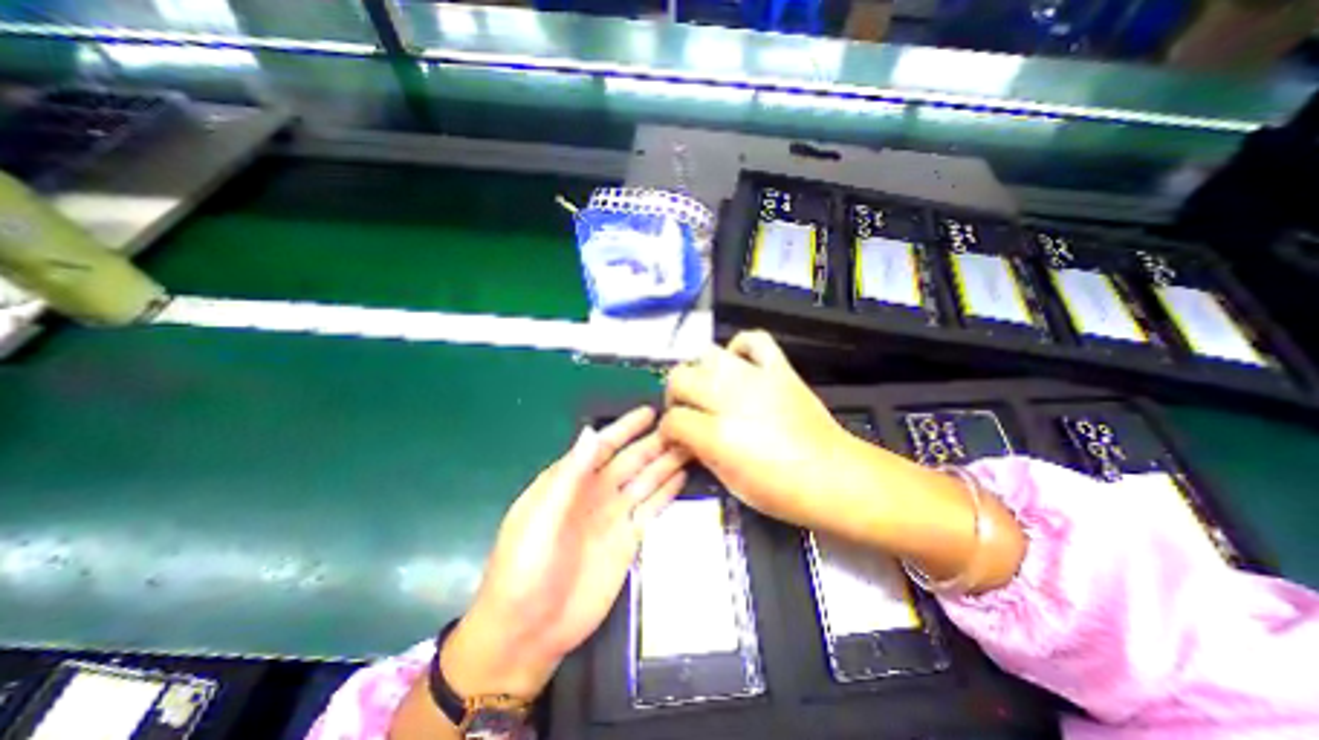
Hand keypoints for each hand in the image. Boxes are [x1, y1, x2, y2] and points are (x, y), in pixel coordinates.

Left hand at [444, 408, 689, 702]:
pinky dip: (666, 492)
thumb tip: (590, 432)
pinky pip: (651, 508)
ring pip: (645, 480)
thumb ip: (568, 475)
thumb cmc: (524, 569)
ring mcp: (614, 516)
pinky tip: (682, 477)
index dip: (626, 428)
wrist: (528, 632)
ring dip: (666, 463)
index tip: (650, 412)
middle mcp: (595, 493)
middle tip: (683, 426)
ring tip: (690, 446)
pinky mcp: (628, 540)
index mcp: (570, 482)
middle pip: (631, 460)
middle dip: (654, 442)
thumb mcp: (539, 518)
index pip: (603, 446)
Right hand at [660, 328, 867, 531]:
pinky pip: (754, 340)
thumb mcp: (730, 482)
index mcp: (717, 433)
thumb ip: (701, 452)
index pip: (673, 419)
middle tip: (687, 411)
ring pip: (707, 354)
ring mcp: (755, 378)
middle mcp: (730, 398)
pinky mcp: (779, 368)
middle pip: (680, 377)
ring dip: (701, 372)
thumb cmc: (781, 491)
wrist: (835, 477)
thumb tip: (685, 437)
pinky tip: (739, 364)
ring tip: (709, 388)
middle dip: (675, 396)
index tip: (674, 438)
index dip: (668, 430)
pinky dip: (740, 346)